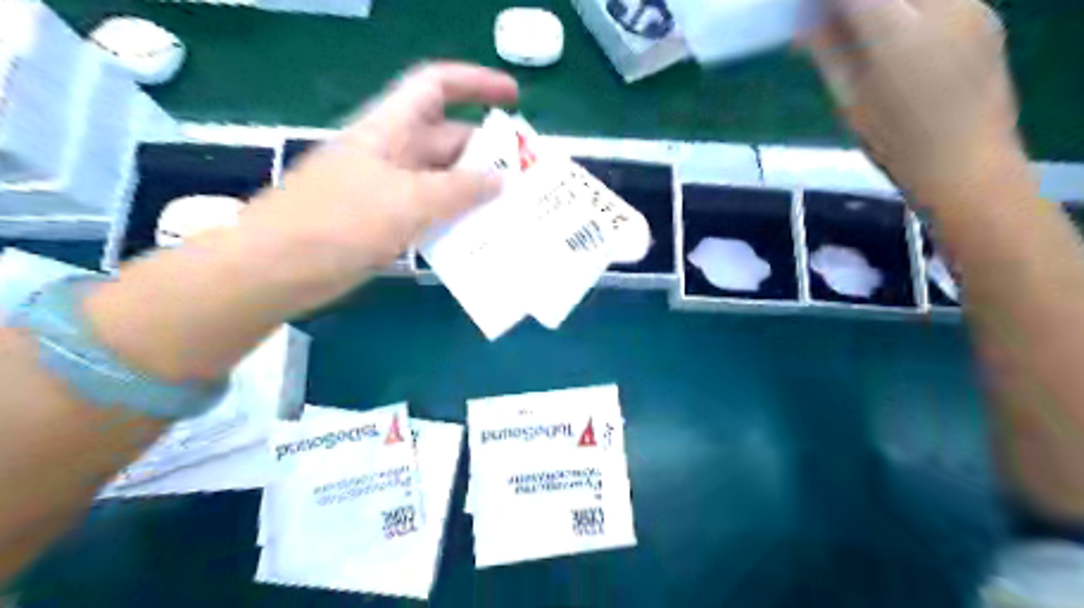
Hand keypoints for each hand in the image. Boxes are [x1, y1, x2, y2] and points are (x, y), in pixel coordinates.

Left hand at [242, 61, 520, 298]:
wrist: (279, 269)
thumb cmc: (339, 221)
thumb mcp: (406, 200)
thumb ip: (458, 190)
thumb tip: (500, 181)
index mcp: (390, 129)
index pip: (436, 86)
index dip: (475, 84)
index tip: (513, 98)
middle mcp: (393, 152)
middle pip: (449, 140)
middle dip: (488, 152)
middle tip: (528, 176)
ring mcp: (391, 189)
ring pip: (444, 180)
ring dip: (476, 191)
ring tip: (515, 208)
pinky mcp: (389, 221)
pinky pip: (433, 212)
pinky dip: (457, 219)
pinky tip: (482, 235)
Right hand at [808, 0, 1027, 207]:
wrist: (966, 164)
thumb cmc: (895, 142)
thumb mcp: (849, 101)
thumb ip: (828, 53)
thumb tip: (807, 23)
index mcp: (897, 35)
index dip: (828, 0)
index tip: (809, 11)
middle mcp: (942, 6)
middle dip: (855, 1)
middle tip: (832, 20)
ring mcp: (973, 6)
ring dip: (884, 5)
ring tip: (865, 30)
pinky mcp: (988, 16)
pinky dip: (911, 8)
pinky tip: (902, 36)